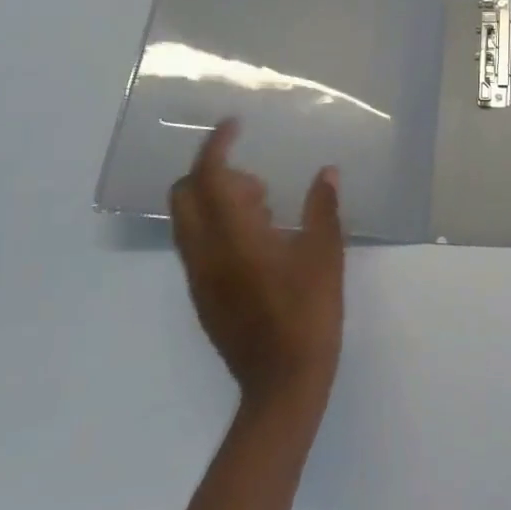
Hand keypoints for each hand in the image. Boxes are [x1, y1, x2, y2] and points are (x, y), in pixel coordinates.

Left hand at [170, 120, 344, 412]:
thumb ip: (323, 208)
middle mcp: (205, 252)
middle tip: (257, 181)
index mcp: (234, 236)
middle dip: (211, 172)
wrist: (282, 384)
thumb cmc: (309, 313)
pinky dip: (216, 225)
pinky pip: (196, 244)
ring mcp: (199, 277)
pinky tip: (259, 240)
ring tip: (266, 208)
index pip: (210, 176)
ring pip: (187, 220)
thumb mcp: (325, 255)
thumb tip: (326, 173)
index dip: (217, 144)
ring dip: (215, 200)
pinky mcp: (202, 296)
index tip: (235, 125)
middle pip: (184, 194)